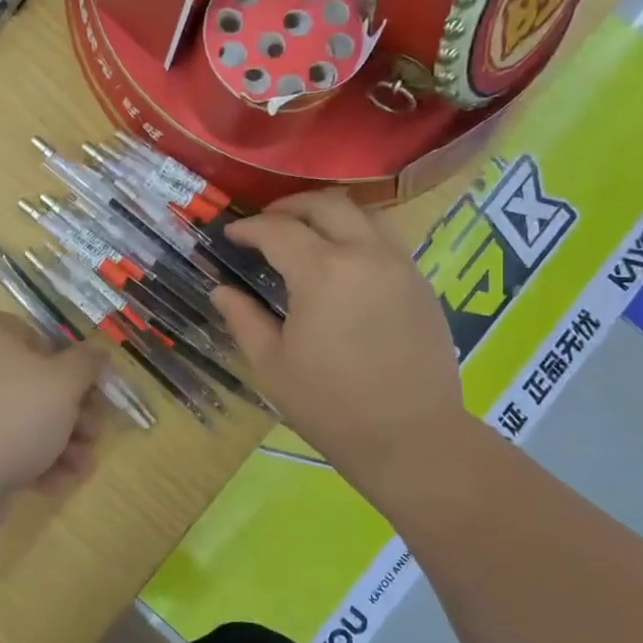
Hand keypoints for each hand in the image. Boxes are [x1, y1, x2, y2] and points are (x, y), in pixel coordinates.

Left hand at [0, 311, 110, 505]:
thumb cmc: (13, 414)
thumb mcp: (64, 382)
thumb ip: (87, 362)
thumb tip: (98, 350)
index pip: (39, 339)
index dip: (74, 369)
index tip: (97, 395)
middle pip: (31, 382)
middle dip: (71, 413)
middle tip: (94, 434)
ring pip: (18, 416)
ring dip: (58, 441)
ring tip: (82, 465)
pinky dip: (28, 458)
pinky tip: (55, 482)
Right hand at [211, 191, 469, 486]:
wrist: (411, 438)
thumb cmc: (330, 406)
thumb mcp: (272, 364)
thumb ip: (243, 319)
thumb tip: (221, 290)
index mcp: (322, 273)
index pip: (278, 230)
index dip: (248, 228)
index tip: (230, 235)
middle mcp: (365, 254)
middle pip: (326, 204)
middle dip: (289, 207)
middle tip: (265, 224)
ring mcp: (400, 265)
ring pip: (363, 214)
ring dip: (328, 214)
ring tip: (305, 234)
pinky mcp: (420, 282)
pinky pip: (385, 239)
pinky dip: (357, 234)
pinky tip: (341, 262)